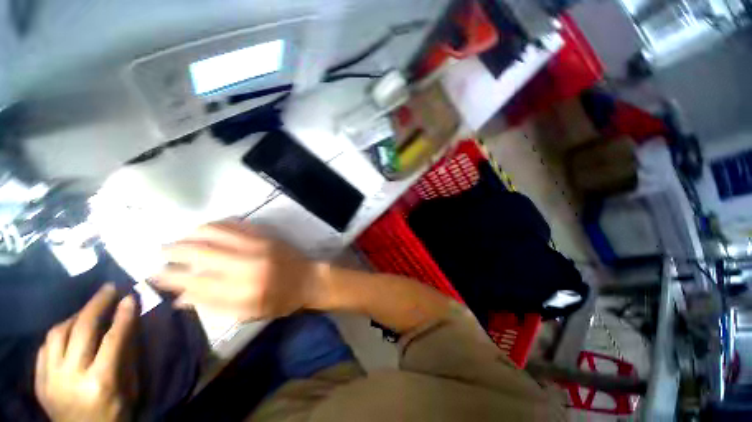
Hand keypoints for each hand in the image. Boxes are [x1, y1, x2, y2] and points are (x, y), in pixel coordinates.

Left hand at [35, 284, 136, 421]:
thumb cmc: (115, 413)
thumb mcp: (129, 389)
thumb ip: (126, 356)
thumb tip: (129, 325)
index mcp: (100, 383)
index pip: (112, 339)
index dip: (122, 315)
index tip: (130, 296)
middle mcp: (71, 377)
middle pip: (81, 331)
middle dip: (96, 305)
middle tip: (108, 289)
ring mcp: (50, 379)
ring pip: (57, 334)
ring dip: (75, 316)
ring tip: (89, 307)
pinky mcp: (39, 381)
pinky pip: (45, 347)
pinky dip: (58, 333)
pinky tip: (69, 328)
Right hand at [153, 221, 325, 320]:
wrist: (309, 278)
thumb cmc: (281, 300)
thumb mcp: (249, 313)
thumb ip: (214, 306)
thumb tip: (180, 298)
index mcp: (242, 291)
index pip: (195, 282)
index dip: (170, 278)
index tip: (153, 274)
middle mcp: (247, 264)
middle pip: (201, 253)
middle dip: (175, 250)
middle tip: (161, 251)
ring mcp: (258, 245)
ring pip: (216, 232)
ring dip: (193, 233)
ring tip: (181, 237)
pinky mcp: (267, 235)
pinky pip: (237, 224)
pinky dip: (218, 224)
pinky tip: (208, 227)